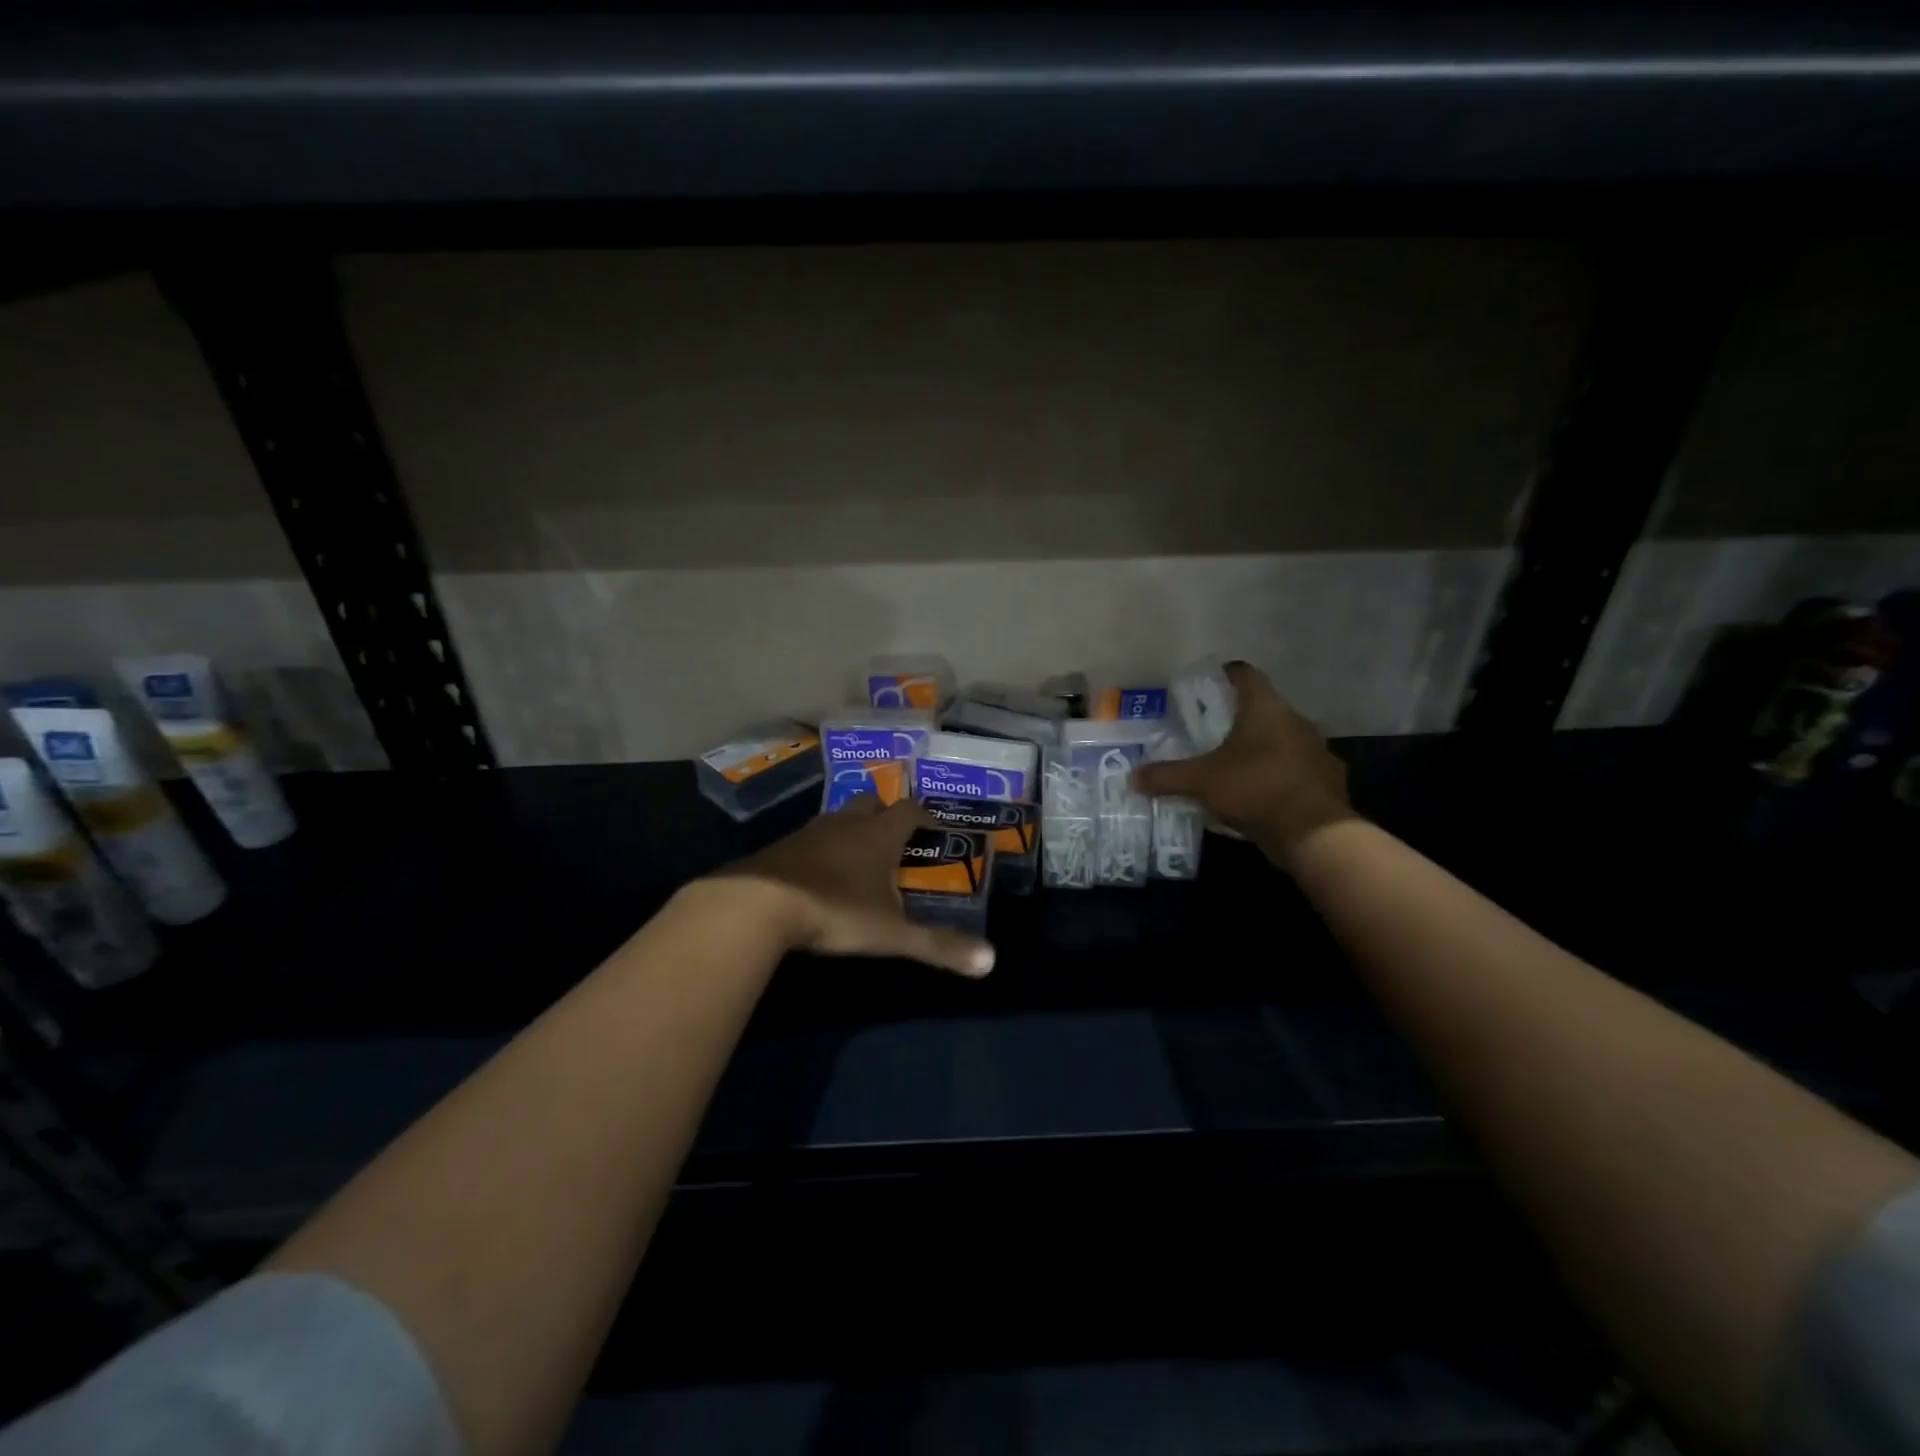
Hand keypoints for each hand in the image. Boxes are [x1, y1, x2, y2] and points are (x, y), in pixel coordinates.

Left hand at [716, 797, 995, 977]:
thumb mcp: (891, 934)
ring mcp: (809, 833)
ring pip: (838, 818)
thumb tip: (991, 962)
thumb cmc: (834, 911)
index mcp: (878, 835)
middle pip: (870, 803)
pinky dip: (822, 848)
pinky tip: (821, 873)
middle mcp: (845, 824)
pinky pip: (810, 838)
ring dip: (852, 829)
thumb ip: (938, 946)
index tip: (936, 830)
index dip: (926, 816)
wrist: (756, 905)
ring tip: (860, 855)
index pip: (909, 810)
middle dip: (885, 813)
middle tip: (896, 836)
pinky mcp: (781, 848)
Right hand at [1132, 662, 1353, 861]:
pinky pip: (1296, 769)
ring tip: (1234, 765)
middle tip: (1210, 732)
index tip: (1206, 686)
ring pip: (1282, 739)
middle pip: (1264, 708)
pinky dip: (1279, 775)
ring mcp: (1317, 750)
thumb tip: (1132, 777)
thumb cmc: (1255, 788)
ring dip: (1261, 748)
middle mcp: (1296, 720)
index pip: (1245, 675)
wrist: (1314, 833)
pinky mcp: (1327, 780)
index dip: (1224, 676)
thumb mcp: (1200, 782)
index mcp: (1266, 708)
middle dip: (1238, 718)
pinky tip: (1260, 794)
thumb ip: (1166, 776)